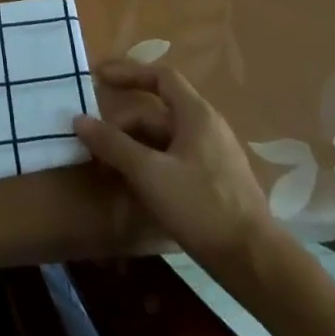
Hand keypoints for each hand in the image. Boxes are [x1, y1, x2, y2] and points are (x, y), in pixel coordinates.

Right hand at [75, 61, 277, 275]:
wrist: (255, 263)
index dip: (128, 72)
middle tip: (93, 141)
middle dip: (122, 124)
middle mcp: (206, 129)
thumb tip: (79, 120)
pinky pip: (174, 162)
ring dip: (133, 149)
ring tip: (105, 167)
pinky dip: (149, 167)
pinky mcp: (214, 185)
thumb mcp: (149, 173)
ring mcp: (213, 158)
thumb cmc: (201, 206)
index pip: (160, 77)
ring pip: (164, 141)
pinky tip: (132, 189)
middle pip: (157, 113)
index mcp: (196, 115)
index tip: (99, 77)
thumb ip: (113, 144)